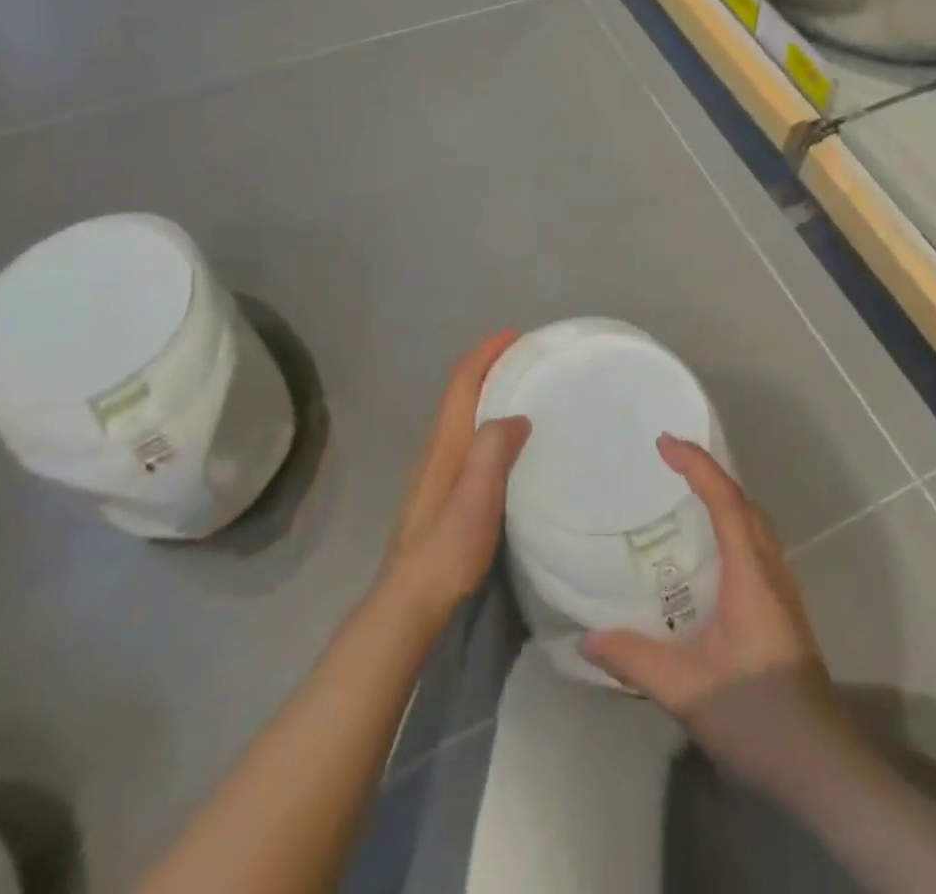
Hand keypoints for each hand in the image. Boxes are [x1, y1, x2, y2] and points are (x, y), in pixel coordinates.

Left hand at [384, 330, 530, 623]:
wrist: (410, 601)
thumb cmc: (447, 547)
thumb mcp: (477, 498)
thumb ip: (493, 451)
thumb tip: (517, 416)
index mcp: (446, 442)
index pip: (462, 382)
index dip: (486, 353)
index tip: (514, 335)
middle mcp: (437, 448)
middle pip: (460, 392)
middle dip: (488, 366)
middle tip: (525, 358)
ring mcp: (436, 470)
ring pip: (462, 414)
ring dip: (486, 391)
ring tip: (521, 389)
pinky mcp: (442, 490)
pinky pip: (466, 436)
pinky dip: (485, 419)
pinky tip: (505, 439)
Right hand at [581, 436, 850, 795]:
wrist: (823, 767)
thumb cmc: (758, 717)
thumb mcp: (686, 690)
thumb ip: (635, 659)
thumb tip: (586, 638)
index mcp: (750, 574)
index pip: (725, 500)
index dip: (696, 464)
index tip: (664, 443)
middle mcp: (771, 571)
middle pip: (744, 504)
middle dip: (709, 474)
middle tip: (669, 466)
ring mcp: (782, 591)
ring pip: (754, 525)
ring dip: (723, 500)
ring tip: (683, 501)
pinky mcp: (782, 612)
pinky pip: (755, 548)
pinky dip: (731, 528)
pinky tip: (706, 558)